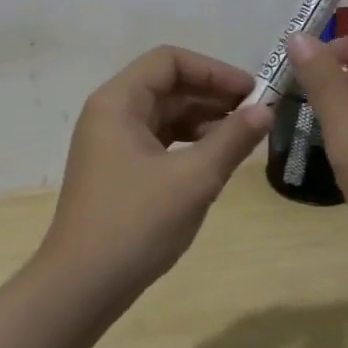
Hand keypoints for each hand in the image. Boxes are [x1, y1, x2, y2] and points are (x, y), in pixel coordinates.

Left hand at [39, 47, 272, 307]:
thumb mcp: (193, 180)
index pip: (169, 61)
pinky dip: (187, 143)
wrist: (81, 286)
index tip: (251, 92)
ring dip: (203, 119)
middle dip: (212, 95)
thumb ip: (232, 140)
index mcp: (118, 101)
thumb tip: (266, 110)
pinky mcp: (117, 168)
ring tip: (242, 137)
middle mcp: (110, 112)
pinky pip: (157, 140)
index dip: (213, 70)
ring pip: (164, 114)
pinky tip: (215, 158)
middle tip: (256, 114)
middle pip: (166, 84)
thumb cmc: (135, 224)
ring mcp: (111, 142)